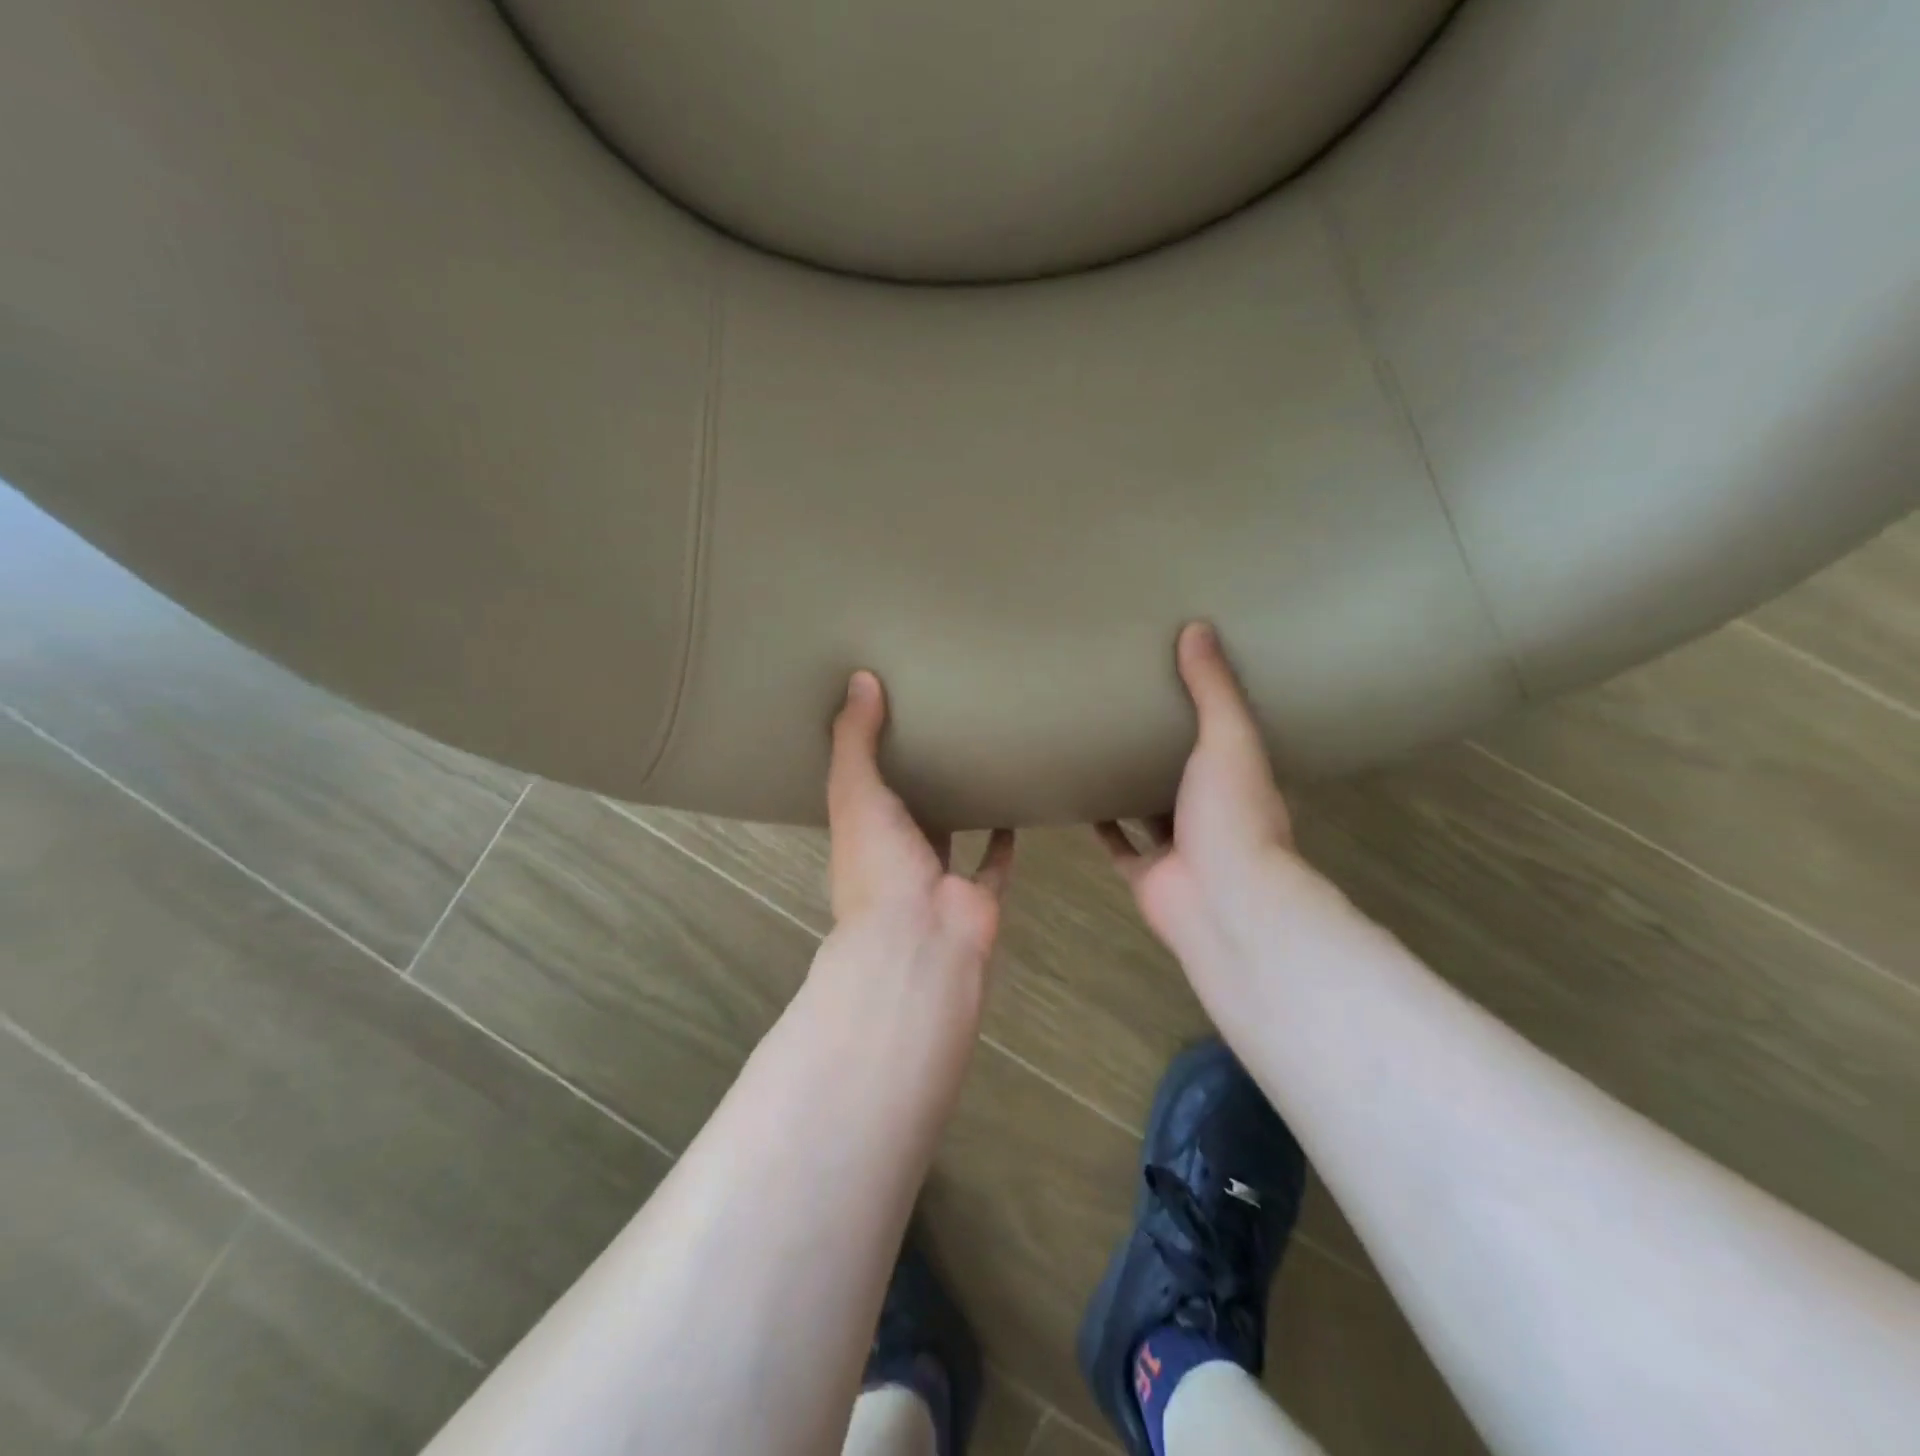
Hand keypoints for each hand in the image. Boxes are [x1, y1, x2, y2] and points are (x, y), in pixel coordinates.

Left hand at [823, 670, 1014, 982]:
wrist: (920, 939)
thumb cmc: (877, 863)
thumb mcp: (854, 791)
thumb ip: (855, 739)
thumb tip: (860, 678)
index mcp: (859, 836)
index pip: (859, 791)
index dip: (866, 760)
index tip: (881, 720)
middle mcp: (895, 858)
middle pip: (906, 813)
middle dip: (917, 781)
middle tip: (939, 731)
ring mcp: (937, 878)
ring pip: (949, 835)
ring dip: (960, 808)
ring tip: (977, 762)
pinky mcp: (978, 894)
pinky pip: (994, 862)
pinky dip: (1003, 840)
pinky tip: (1015, 804)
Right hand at [1098, 623, 1302, 973]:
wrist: (1222, 901)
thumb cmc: (1233, 813)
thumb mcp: (1229, 738)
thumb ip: (1213, 689)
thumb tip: (1198, 628)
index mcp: (1239, 778)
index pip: (1223, 736)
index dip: (1203, 710)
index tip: (1176, 677)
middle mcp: (1211, 812)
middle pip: (1182, 773)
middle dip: (1159, 746)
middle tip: (1122, 706)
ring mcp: (1177, 847)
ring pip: (1148, 810)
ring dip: (1128, 784)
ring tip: (1094, 745)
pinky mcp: (1145, 873)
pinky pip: (1116, 843)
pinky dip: (1099, 823)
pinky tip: (1074, 795)